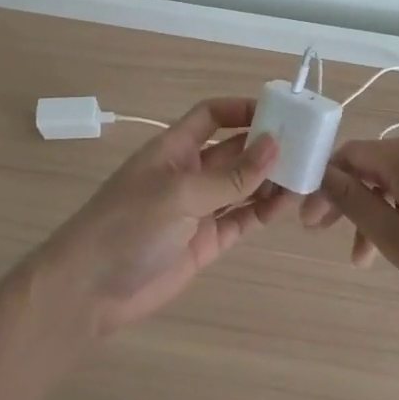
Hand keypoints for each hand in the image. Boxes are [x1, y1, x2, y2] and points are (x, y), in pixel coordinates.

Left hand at [36, 98, 297, 335]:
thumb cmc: (128, 225)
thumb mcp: (180, 193)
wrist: (90, 290)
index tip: (280, 112)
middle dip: (266, 147)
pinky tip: (287, 205)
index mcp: (174, 148)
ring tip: (306, 176)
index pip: (212, 116)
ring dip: (270, 180)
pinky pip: (241, 219)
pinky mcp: (206, 242)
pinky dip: (263, 212)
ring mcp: (198, 209)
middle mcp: (189, 173)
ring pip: (243, 186)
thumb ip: (230, 175)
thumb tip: (275, 145)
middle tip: (308, 147)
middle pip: (234, 150)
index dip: (242, 109)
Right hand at [301, 134, 398, 314]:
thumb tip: (322, 174)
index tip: (310, 220)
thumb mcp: (391, 233)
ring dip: (376, 214)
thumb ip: (352, 201)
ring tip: (366, 259)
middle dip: (348, 201)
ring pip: (398, 183)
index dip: (325, 184)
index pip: (350, 154)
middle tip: (327, 235)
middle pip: (373, 167)